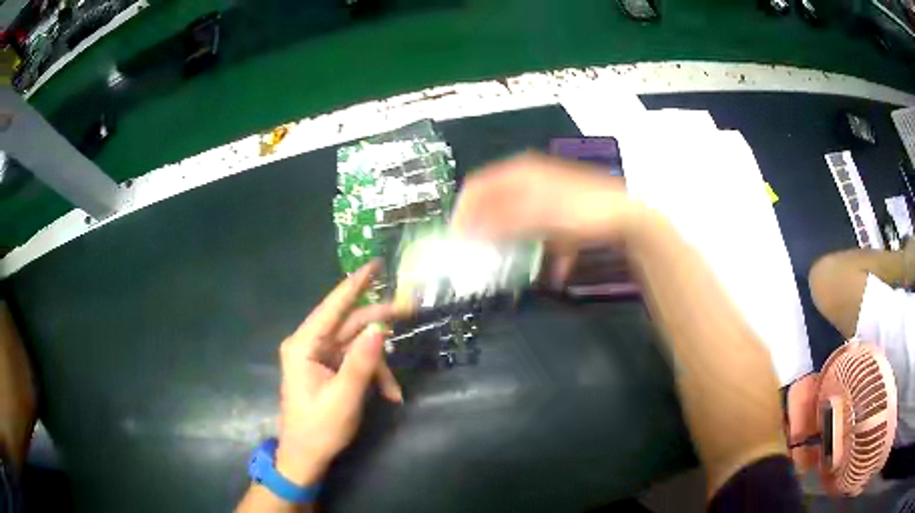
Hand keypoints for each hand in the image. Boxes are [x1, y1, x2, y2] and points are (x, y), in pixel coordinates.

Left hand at [274, 261, 401, 485]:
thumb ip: (361, 363)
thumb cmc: (319, 428)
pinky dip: (373, 375)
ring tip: (394, 390)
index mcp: (304, 345)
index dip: (355, 284)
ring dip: (379, 364)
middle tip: (410, 309)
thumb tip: (380, 329)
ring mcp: (320, 356)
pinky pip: (356, 361)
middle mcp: (310, 344)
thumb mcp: (344, 398)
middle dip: (379, 322)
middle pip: (349, 323)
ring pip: (357, 344)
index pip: (332, 307)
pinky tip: (388, 396)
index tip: (375, 264)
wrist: (306, 456)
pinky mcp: (328, 368)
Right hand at [452, 152, 634, 285]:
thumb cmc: (579, 211)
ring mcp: (549, 198)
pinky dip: (543, 251)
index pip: (476, 188)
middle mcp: (531, 181)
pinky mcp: (564, 215)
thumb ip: (498, 223)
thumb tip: (464, 232)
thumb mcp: (536, 217)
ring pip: (518, 223)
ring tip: (514, 268)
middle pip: (496, 206)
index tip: (455, 242)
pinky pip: (543, 234)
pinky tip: (554, 270)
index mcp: (520, 173)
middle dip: (486, 233)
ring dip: (515, 245)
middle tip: (480, 258)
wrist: (628, 217)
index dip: (462, 213)